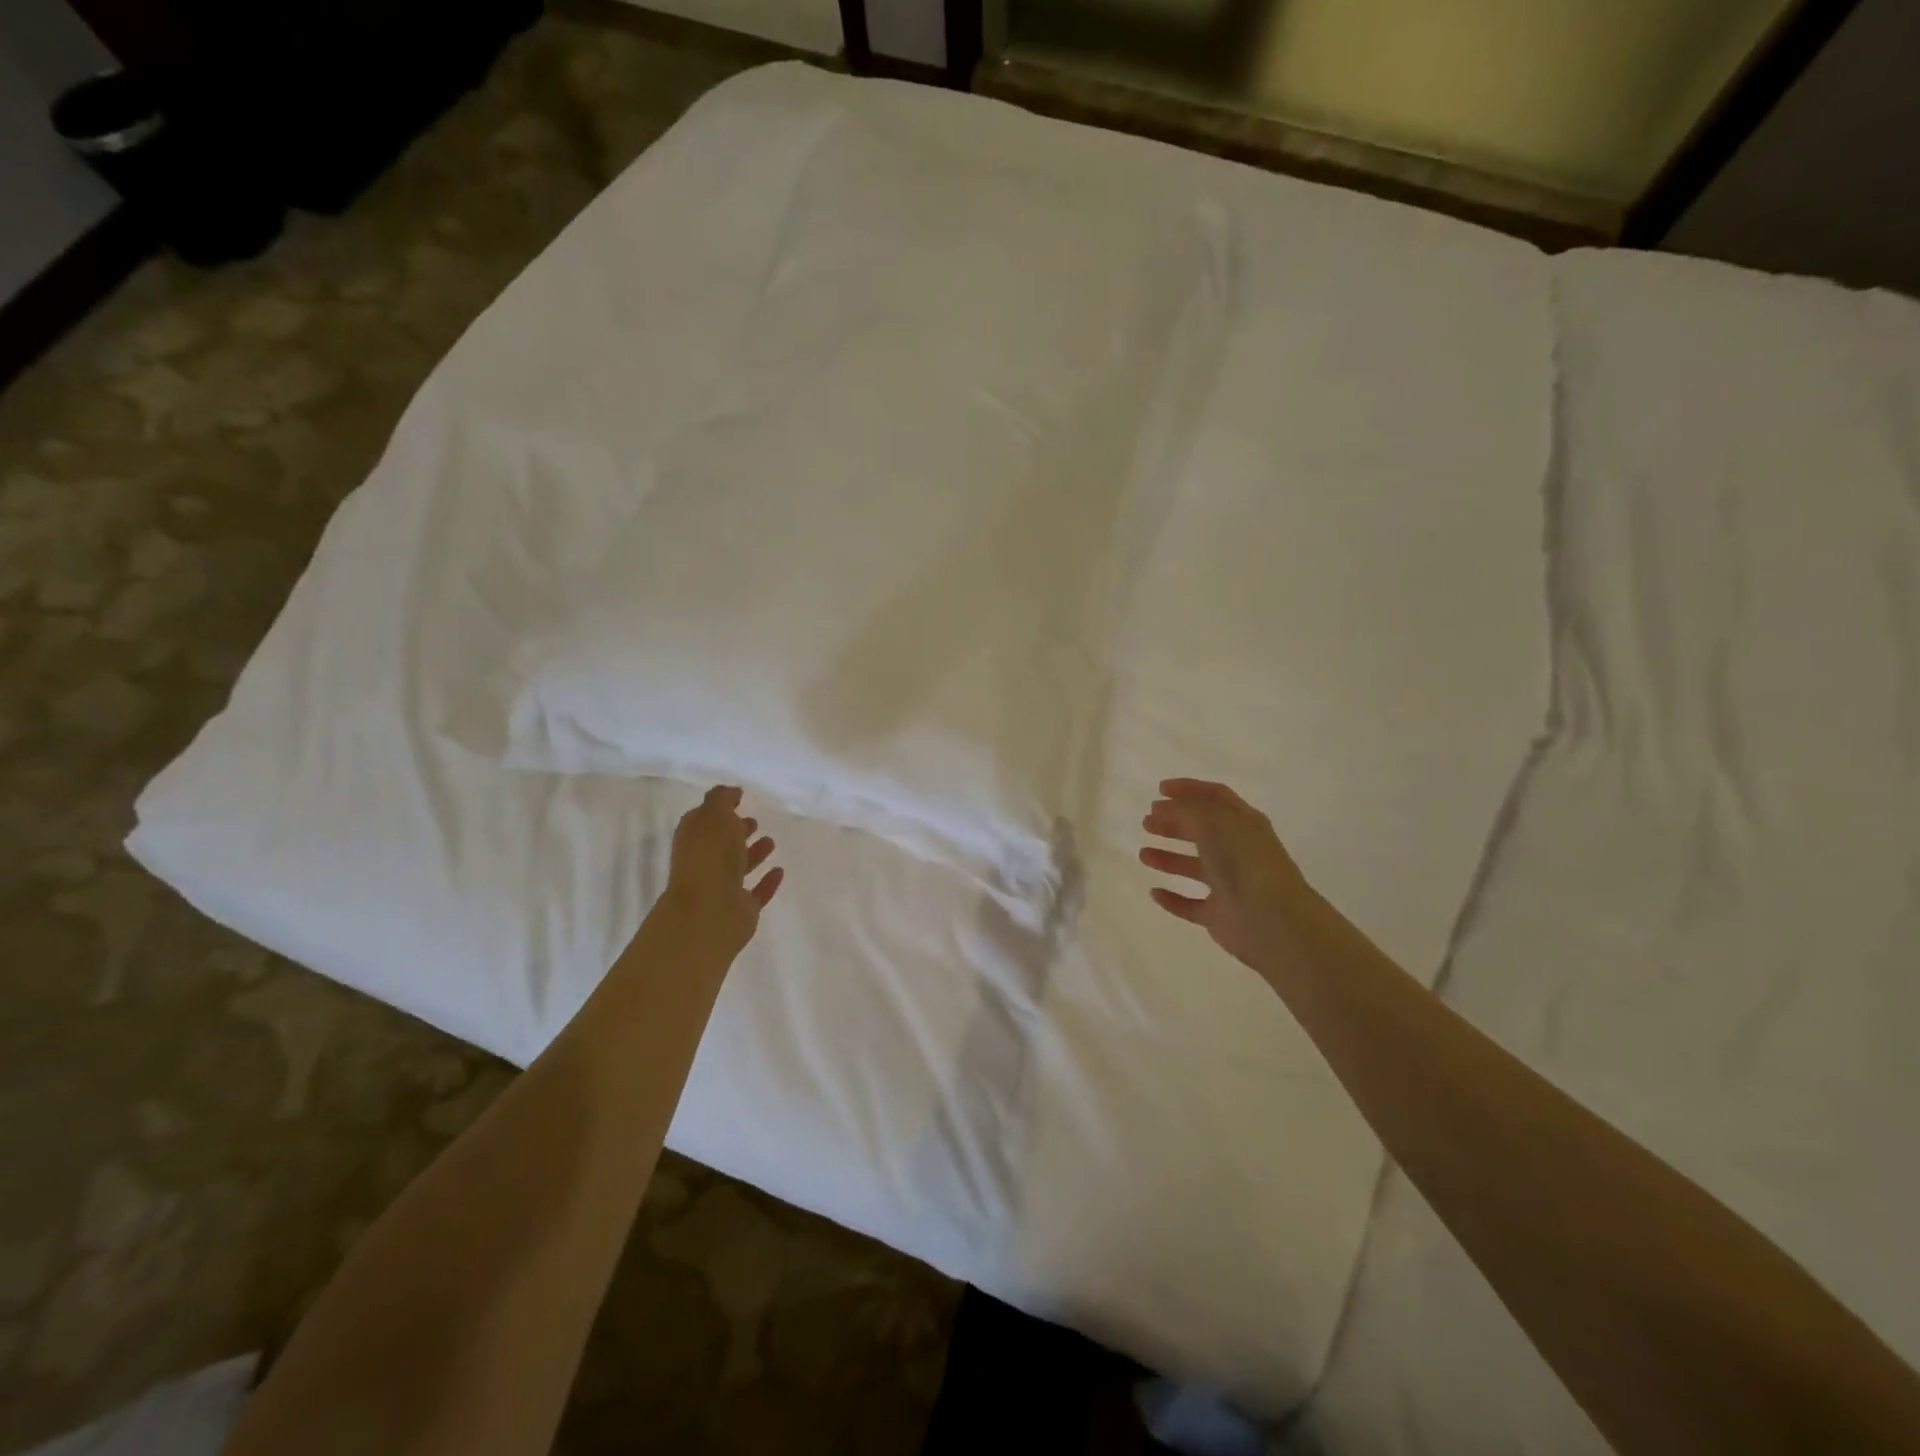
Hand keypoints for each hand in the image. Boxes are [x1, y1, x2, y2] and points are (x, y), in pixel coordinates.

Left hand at [660, 786, 782, 959]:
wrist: (709, 912)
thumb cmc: (709, 857)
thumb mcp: (714, 815)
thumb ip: (722, 800)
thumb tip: (731, 792)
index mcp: (694, 839)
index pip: (704, 819)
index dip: (720, 808)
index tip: (740, 797)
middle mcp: (704, 862)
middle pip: (721, 843)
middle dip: (736, 831)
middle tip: (754, 821)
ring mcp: (722, 888)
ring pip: (738, 867)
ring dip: (753, 854)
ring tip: (771, 841)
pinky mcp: (740, 909)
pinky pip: (756, 892)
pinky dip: (767, 882)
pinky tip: (779, 871)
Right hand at [1139, 778, 1314, 975]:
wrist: (1271, 919)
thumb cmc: (1243, 860)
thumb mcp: (1213, 821)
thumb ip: (1185, 809)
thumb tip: (1163, 807)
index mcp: (1244, 823)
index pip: (1215, 797)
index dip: (1189, 789)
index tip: (1159, 789)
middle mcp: (1238, 851)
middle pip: (1202, 831)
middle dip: (1173, 823)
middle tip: (1147, 822)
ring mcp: (1230, 884)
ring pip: (1195, 867)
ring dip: (1168, 858)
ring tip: (1143, 855)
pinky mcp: (1220, 915)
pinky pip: (1191, 904)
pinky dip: (1173, 899)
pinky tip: (1154, 892)